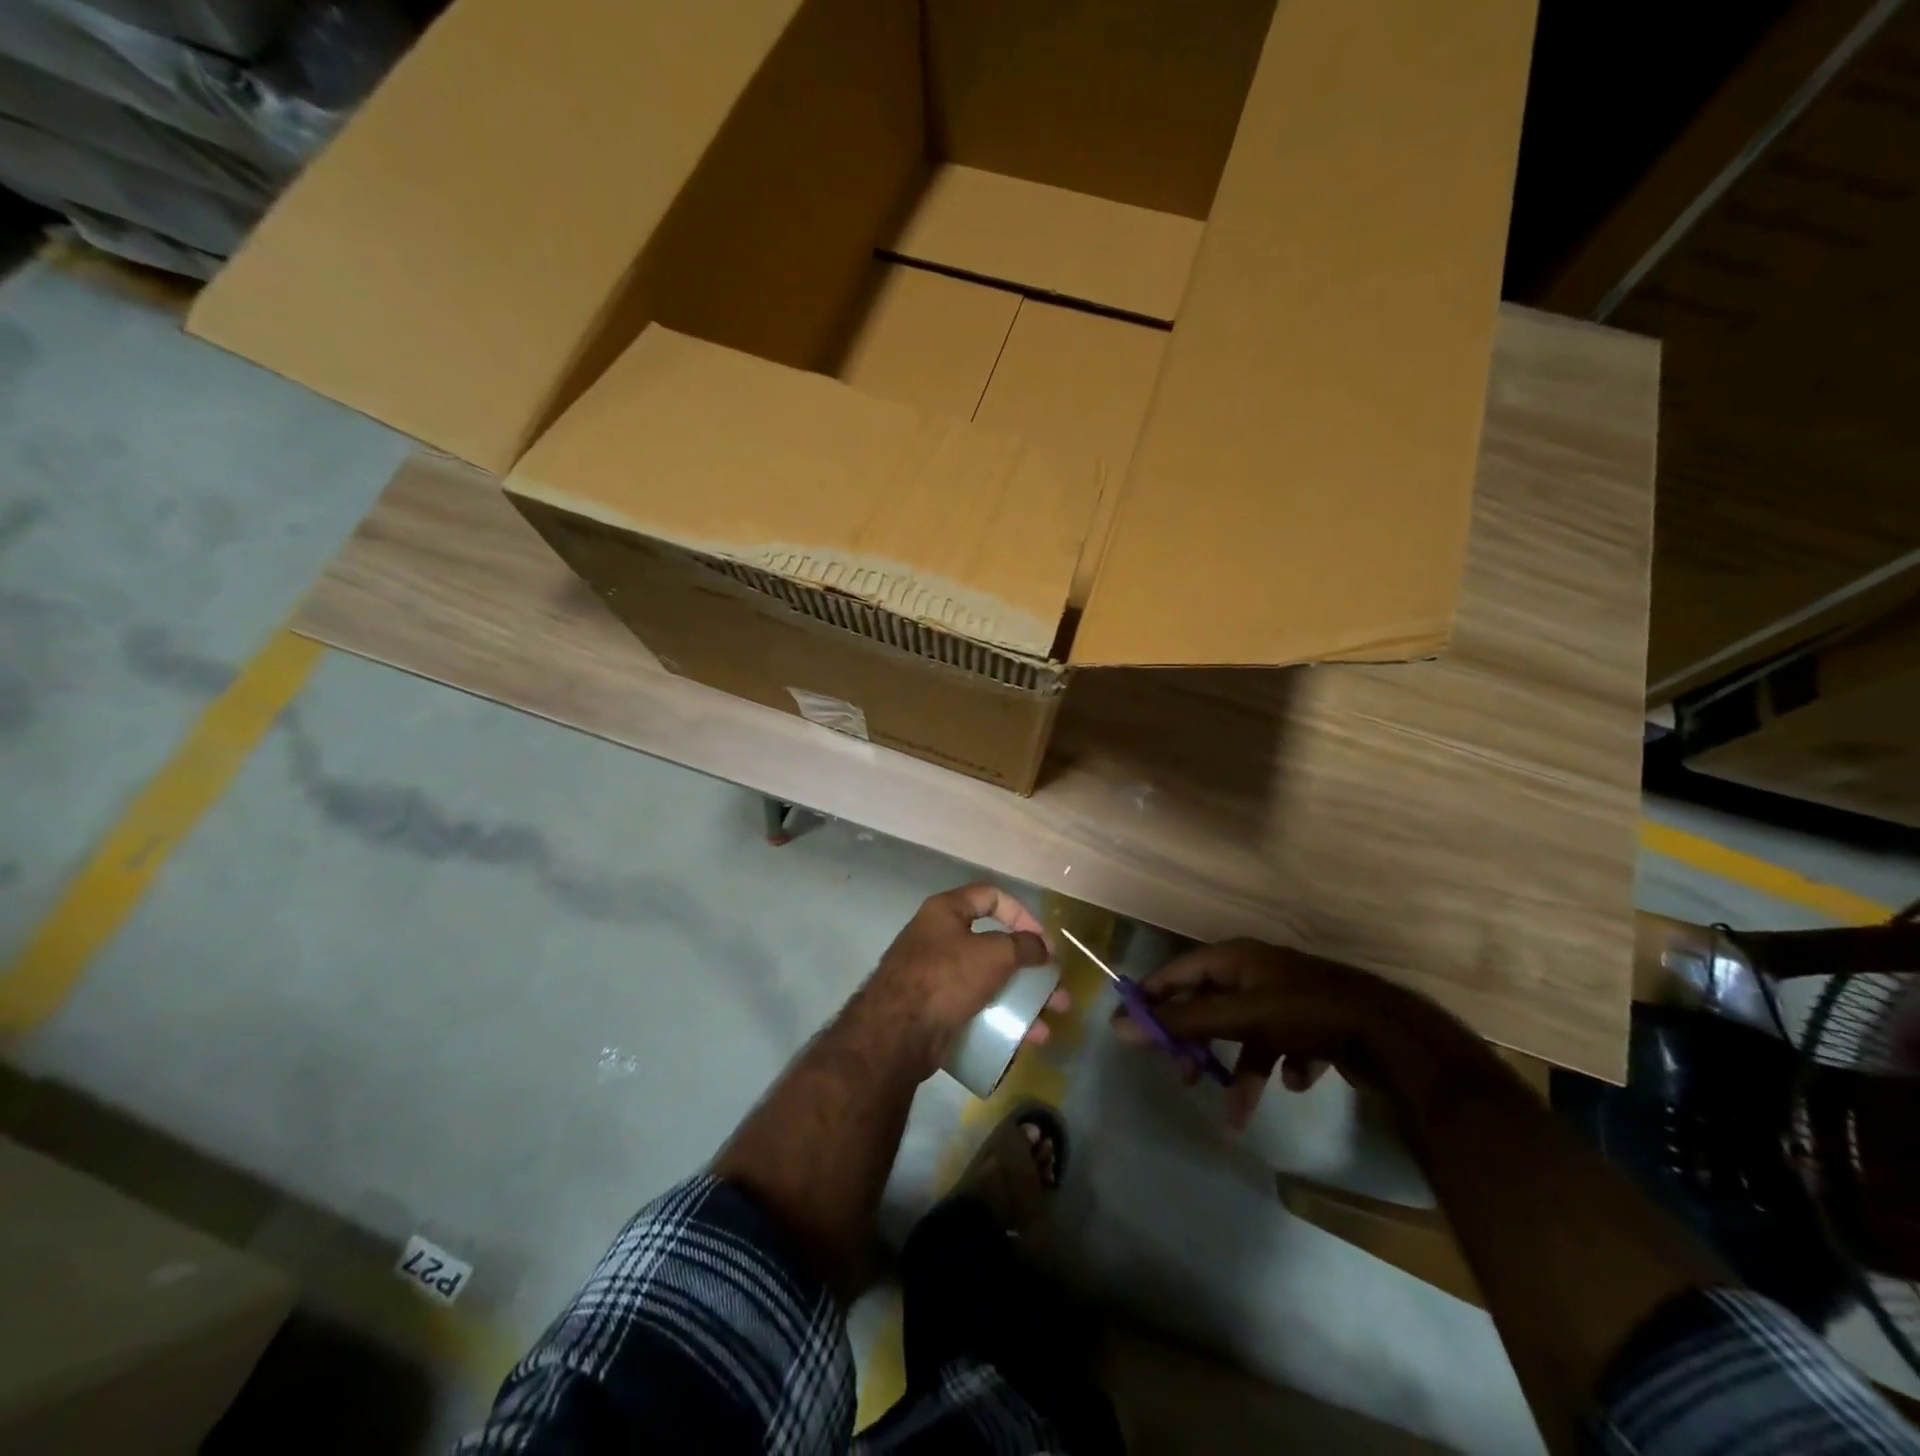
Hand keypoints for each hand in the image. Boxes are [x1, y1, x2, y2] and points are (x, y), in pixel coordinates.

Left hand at [867, 884, 1067, 1077]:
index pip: (991, 896)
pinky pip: (976, 1006)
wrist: (896, 1033)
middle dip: (1029, 968)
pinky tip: (1023, 1039)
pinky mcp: (935, 1008)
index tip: (1042, 942)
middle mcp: (939, 937)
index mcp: (945, 911)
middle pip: (994, 945)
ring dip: (1021, 999)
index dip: (1022, 914)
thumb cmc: (946, 978)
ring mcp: (936, 975)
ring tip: (1048, 1023)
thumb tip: (1042, 947)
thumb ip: (1023, 946)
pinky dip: (1001, 1018)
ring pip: (988, 981)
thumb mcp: (993, 954)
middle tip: (1056, 989)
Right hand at [1112, 939, 1445, 1130]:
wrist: (1389, 1033)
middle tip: (1185, 1076)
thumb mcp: (1237, 1017)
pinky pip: (1283, 1047)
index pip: (1177, 972)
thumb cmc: (1303, 1012)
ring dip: (1240, 1073)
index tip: (1130, 1029)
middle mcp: (1257, 972)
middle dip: (1198, 1044)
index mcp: (1235, 958)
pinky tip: (1298, 1079)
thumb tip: (1119, 1024)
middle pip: (1210, 1006)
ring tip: (1237, 1114)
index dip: (1152, 998)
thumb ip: (1181, 1021)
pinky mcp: (1313, 1024)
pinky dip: (1283, 1066)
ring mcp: (1287, 999)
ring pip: (1247, 1035)